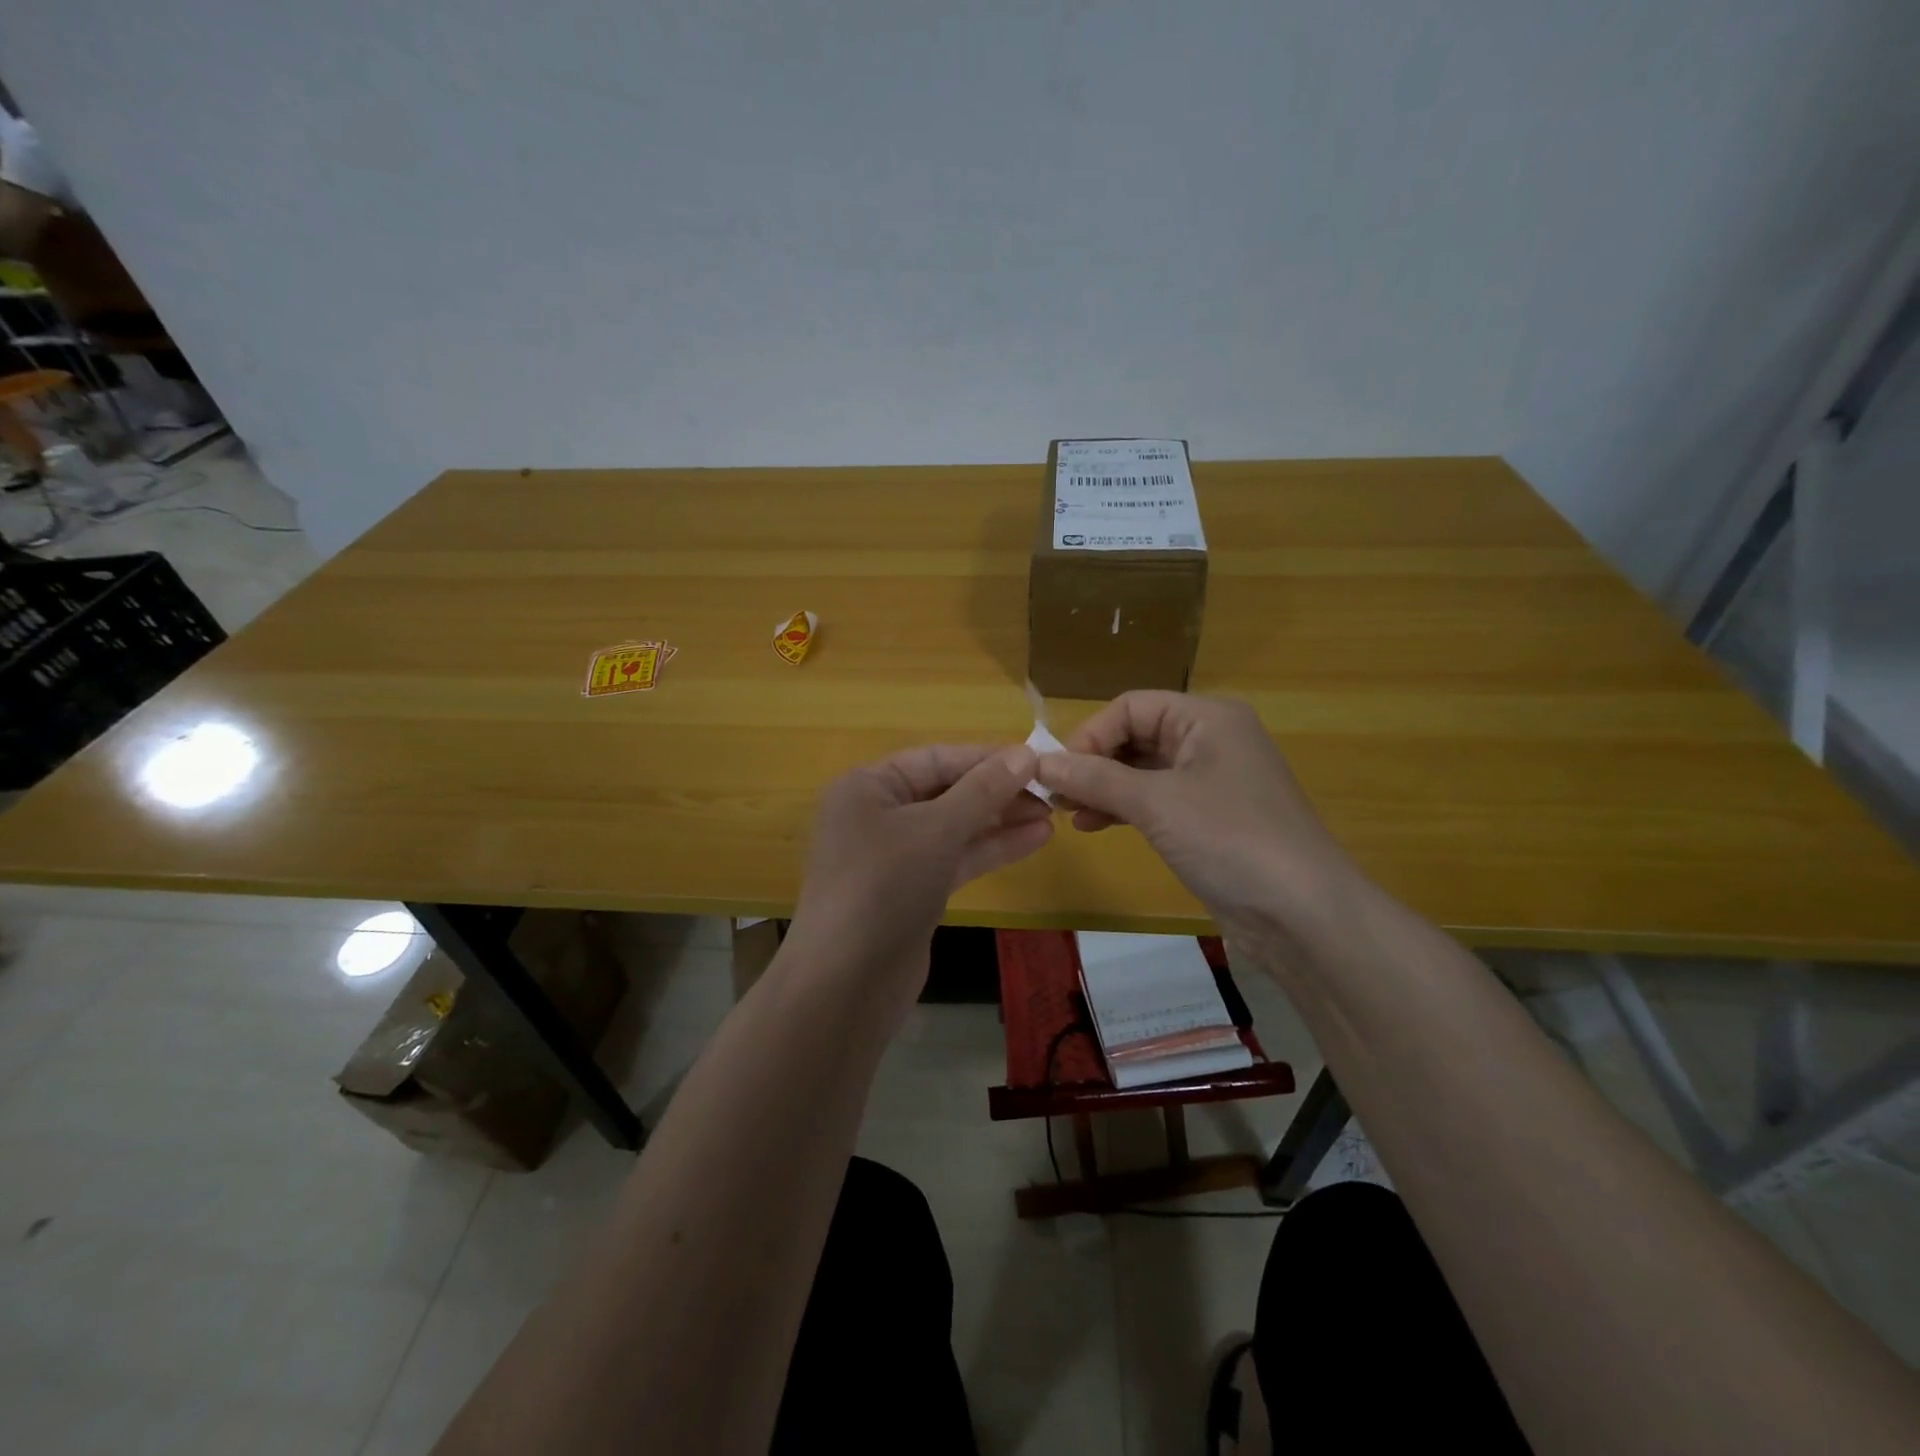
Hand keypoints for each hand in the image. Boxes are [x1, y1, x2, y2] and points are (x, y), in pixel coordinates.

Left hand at [787, 744, 1052, 1010]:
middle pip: (946, 791)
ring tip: (1052, 814)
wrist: (847, 984)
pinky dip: (991, 849)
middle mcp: (878, 814)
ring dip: (1000, 820)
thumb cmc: (883, 888)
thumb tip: (1025, 754)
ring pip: (955, 827)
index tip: (1037, 759)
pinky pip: (955, 858)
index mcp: (868, 787)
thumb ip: (982, 791)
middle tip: (1051, 792)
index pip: (936, 758)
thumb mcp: (935, 831)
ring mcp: (895, 855)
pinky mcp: (913, 889)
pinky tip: (1034, 840)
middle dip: (997, 791)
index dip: (986, 757)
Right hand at [1033, 692, 1365, 937]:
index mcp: (1207, 717)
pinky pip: (1157, 800)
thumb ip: (1095, 779)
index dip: (1090, 734)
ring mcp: (1212, 781)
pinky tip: (1095, 826)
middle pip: (1136, 736)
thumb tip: (1040, 763)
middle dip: (1094, 763)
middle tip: (1055, 796)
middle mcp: (1211, 739)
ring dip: (1104, 788)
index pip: (1131, 707)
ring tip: (1068, 814)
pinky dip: (1125, 808)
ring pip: (1143, 771)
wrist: (1302, 914)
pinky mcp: (1210, 818)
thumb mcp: (1156, 803)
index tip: (1057, 772)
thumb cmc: (1230, 839)